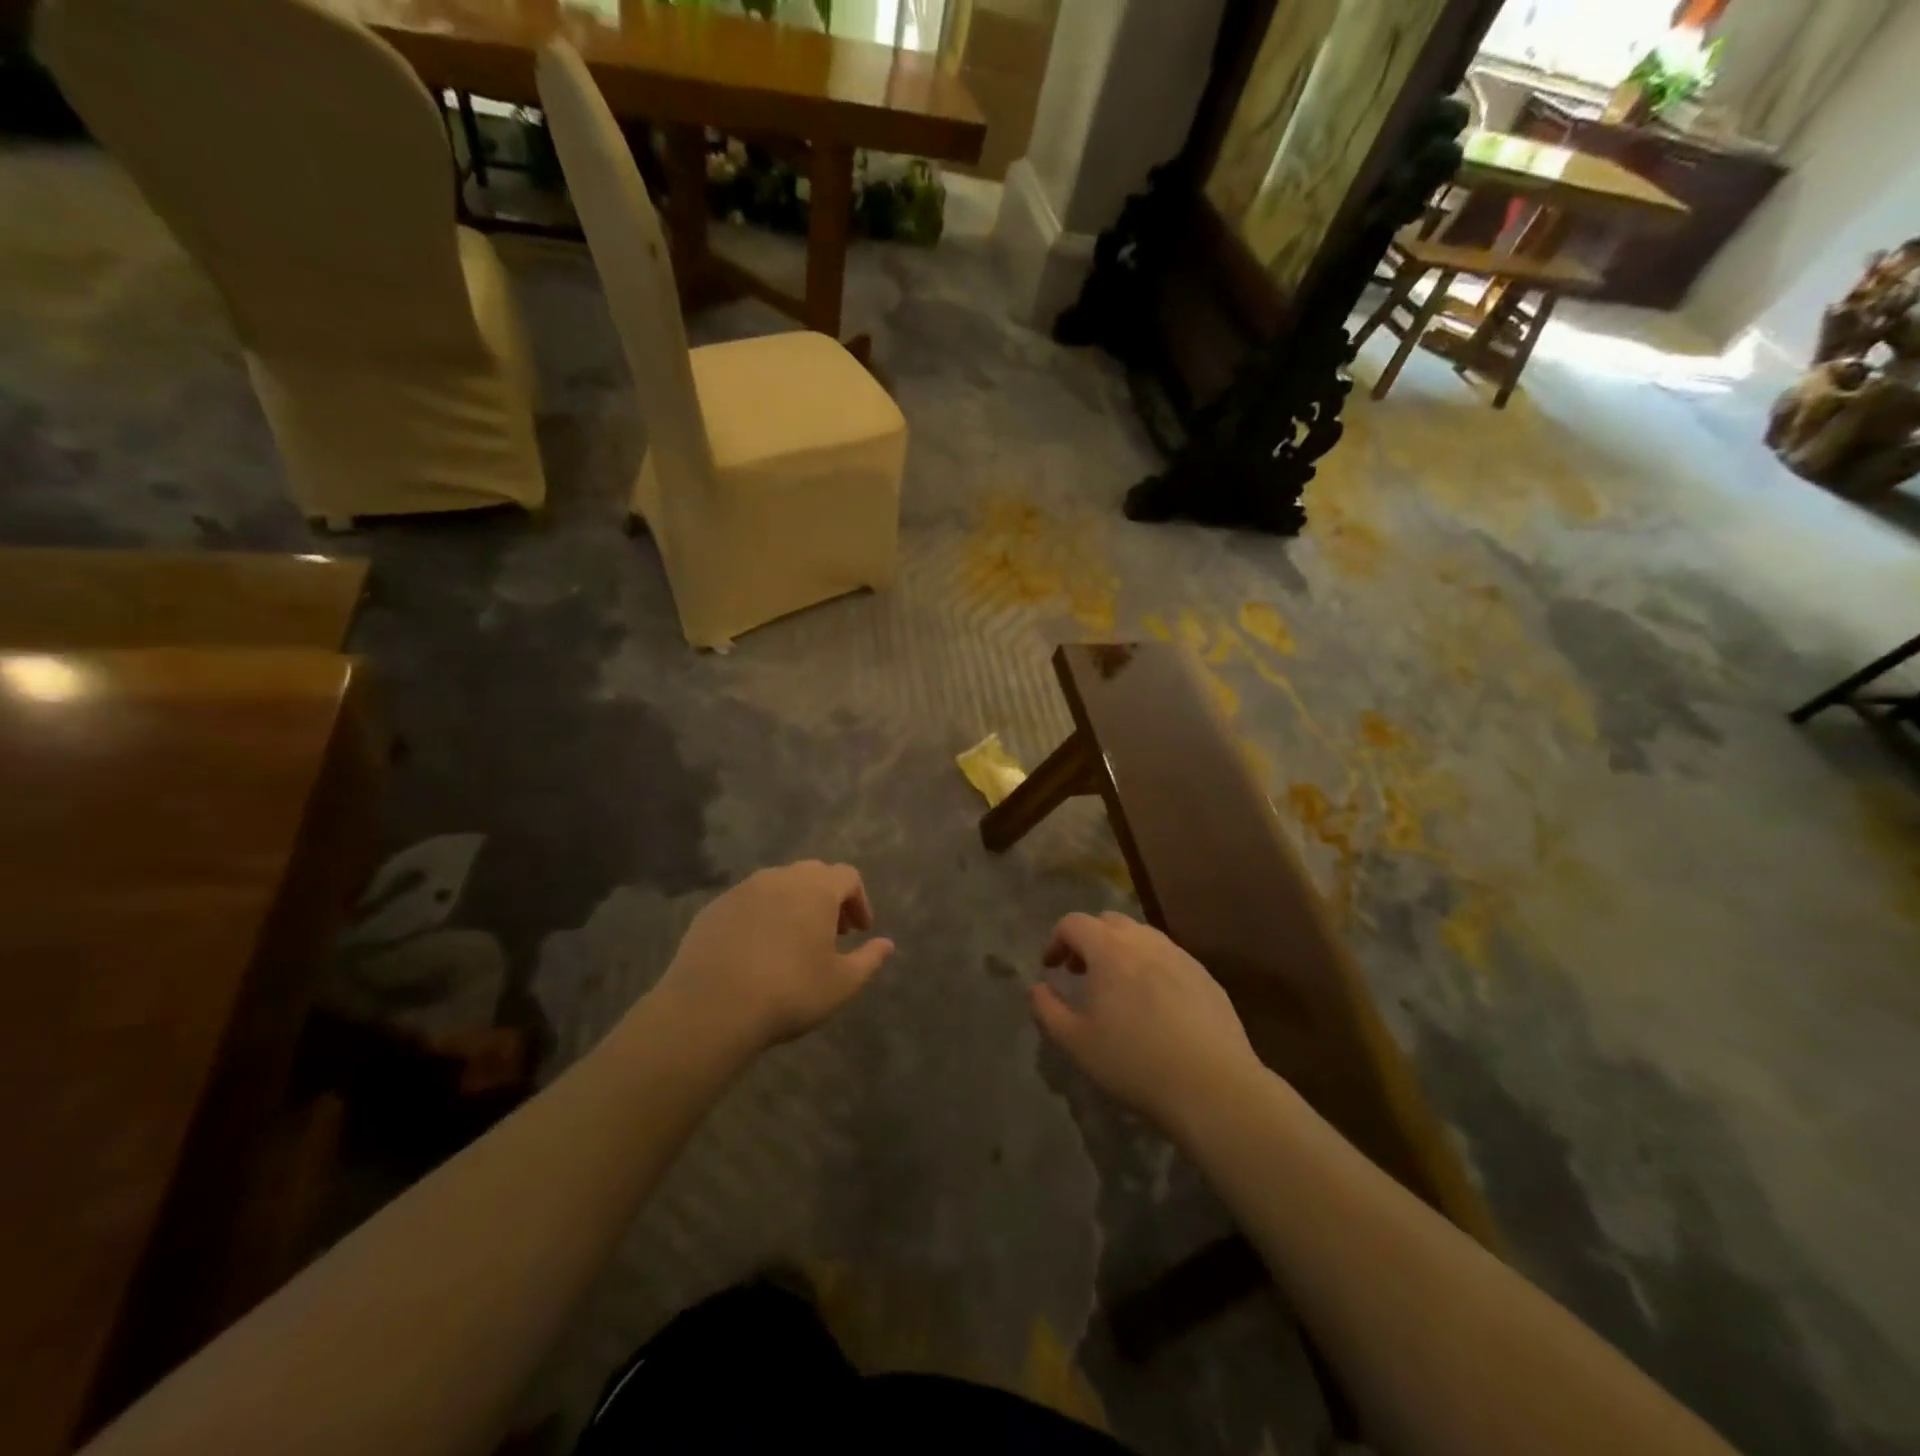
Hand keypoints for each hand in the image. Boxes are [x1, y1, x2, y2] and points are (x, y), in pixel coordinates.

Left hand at [652, 862, 894, 1055]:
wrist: (711, 1007)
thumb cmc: (789, 992)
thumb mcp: (841, 984)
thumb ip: (869, 960)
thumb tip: (887, 944)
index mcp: (816, 888)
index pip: (848, 876)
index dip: (859, 901)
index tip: (859, 931)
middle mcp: (780, 878)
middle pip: (813, 874)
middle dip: (827, 899)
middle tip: (831, 933)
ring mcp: (742, 890)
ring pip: (778, 885)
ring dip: (793, 905)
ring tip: (793, 941)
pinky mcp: (714, 909)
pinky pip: (747, 902)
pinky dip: (761, 916)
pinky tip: (757, 951)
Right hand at [1031, 911, 1260, 1135]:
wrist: (1213, 1086)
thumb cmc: (1134, 1062)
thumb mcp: (1076, 1043)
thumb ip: (1047, 1010)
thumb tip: (1036, 988)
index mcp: (1109, 950)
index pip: (1074, 923)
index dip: (1056, 940)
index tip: (1051, 968)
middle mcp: (1145, 941)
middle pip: (1109, 922)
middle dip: (1089, 940)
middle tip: (1081, 973)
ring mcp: (1180, 956)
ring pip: (1142, 937)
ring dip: (1121, 951)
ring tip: (1118, 989)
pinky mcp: (1206, 976)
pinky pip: (1169, 957)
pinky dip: (1151, 967)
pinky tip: (1155, 1005)